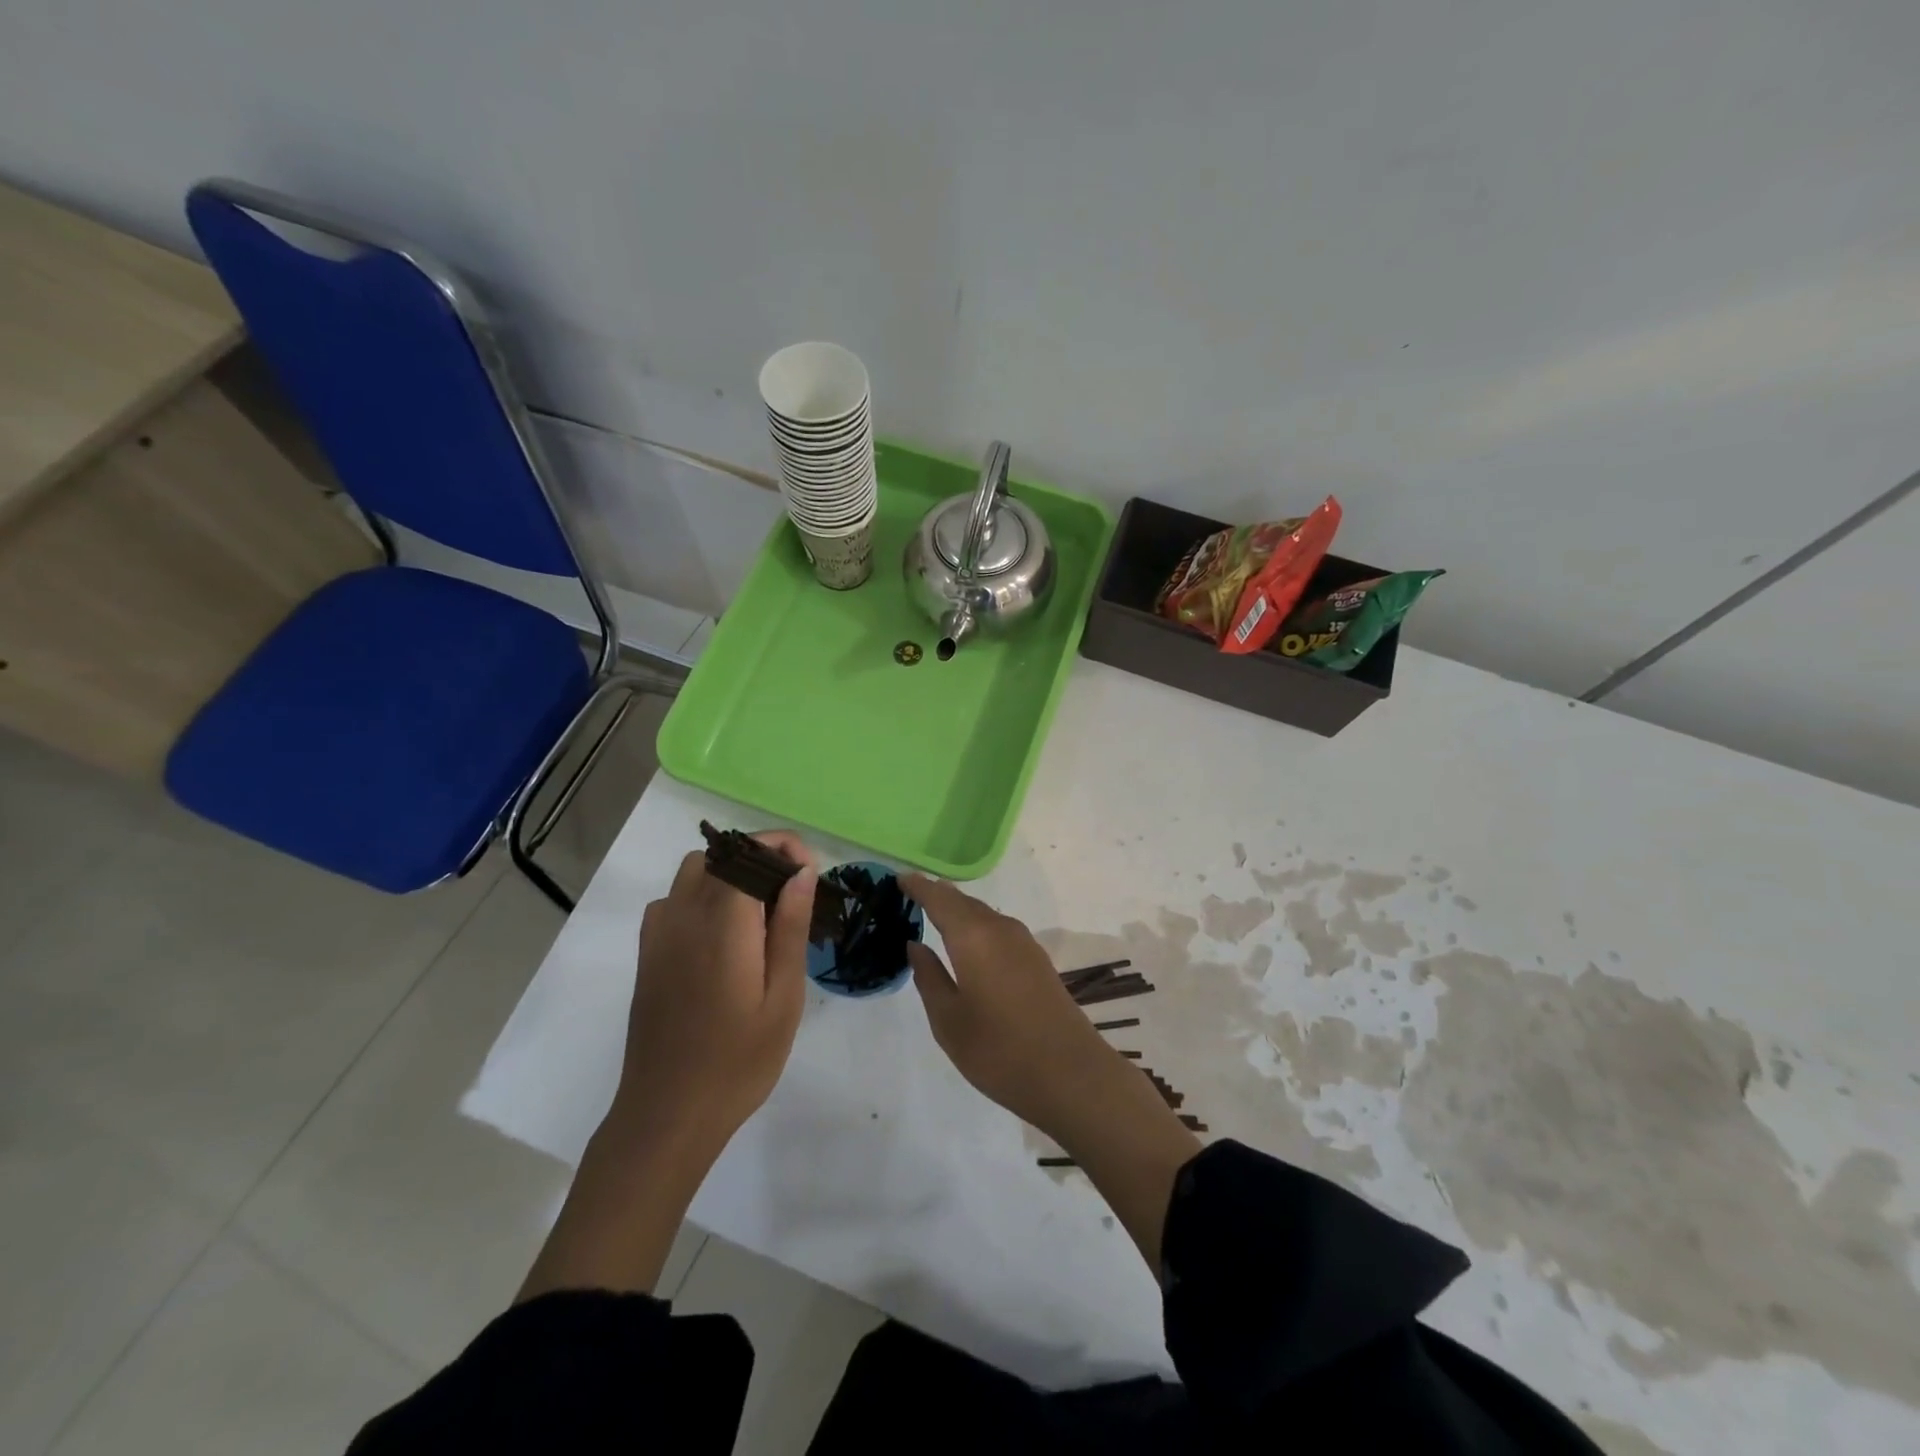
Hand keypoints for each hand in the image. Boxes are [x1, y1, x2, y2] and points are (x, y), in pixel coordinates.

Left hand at [612, 832, 818, 1158]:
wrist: (668, 1114)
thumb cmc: (738, 1061)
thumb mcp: (783, 997)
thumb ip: (791, 928)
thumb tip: (802, 872)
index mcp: (723, 923)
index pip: (750, 852)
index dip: (784, 848)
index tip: (811, 873)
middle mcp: (684, 914)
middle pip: (723, 854)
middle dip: (763, 858)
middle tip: (794, 896)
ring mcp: (659, 932)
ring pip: (696, 871)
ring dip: (731, 873)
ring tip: (761, 913)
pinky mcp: (648, 952)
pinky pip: (674, 899)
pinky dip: (703, 895)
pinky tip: (723, 935)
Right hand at [904, 872, 1200, 1270]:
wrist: (1070, 1074)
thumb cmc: (998, 1050)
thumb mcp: (948, 1020)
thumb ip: (929, 977)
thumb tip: (916, 945)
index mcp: (973, 936)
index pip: (940, 898)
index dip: (918, 886)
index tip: (899, 879)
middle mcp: (1000, 928)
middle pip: (964, 901)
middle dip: (938, 895)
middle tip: (912, 895)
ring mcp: (1024, 943)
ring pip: (984, 914)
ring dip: (960, 911)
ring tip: (936, 917)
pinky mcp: (1038, 960)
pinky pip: (999, 929)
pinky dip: (978, 926)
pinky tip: (971, 945)